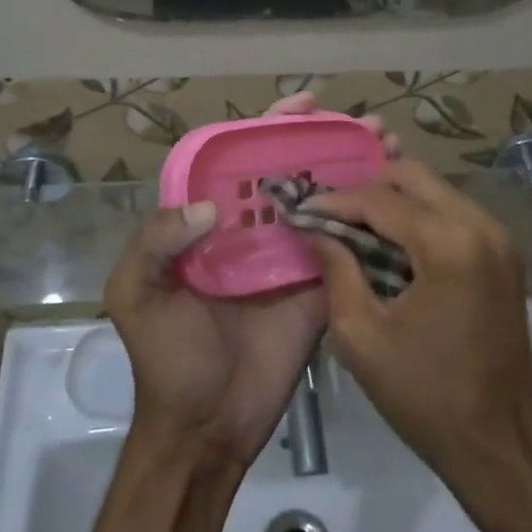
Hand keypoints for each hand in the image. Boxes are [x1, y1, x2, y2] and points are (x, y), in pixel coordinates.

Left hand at [107, 94, 398, 467]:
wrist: (205, 429)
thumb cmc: (167, 359)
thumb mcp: (136, 295)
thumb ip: (155, 241)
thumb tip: (211, 206)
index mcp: (210, 221)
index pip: (243, 158)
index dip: (273, 126)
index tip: (307, 103)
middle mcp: (254, 230)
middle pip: (293, 171)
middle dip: (328, 141)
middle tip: (367, 123)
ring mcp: (290, 257)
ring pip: (324, 201)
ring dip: (355, 171)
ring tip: (389, 146)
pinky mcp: (319, 288)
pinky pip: (344, 247)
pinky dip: (367, 221)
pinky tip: (395, 198)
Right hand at [303, 162, 531, 498]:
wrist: (499, 442)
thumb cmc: (424, 395)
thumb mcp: (361, 338)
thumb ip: (337, 271)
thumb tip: (316, 230)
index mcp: (447, 245)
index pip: (380, 199)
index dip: (337, 201)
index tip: (304, 210)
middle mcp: (480, 226)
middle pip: (413, 175)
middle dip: (368, 189)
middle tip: (334, 216)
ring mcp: (499, 236)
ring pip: (435, 188)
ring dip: (395, 200)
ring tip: (359, 228)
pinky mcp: (506, 251)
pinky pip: (454, 210)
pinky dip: (421, 215)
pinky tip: (395, 243)